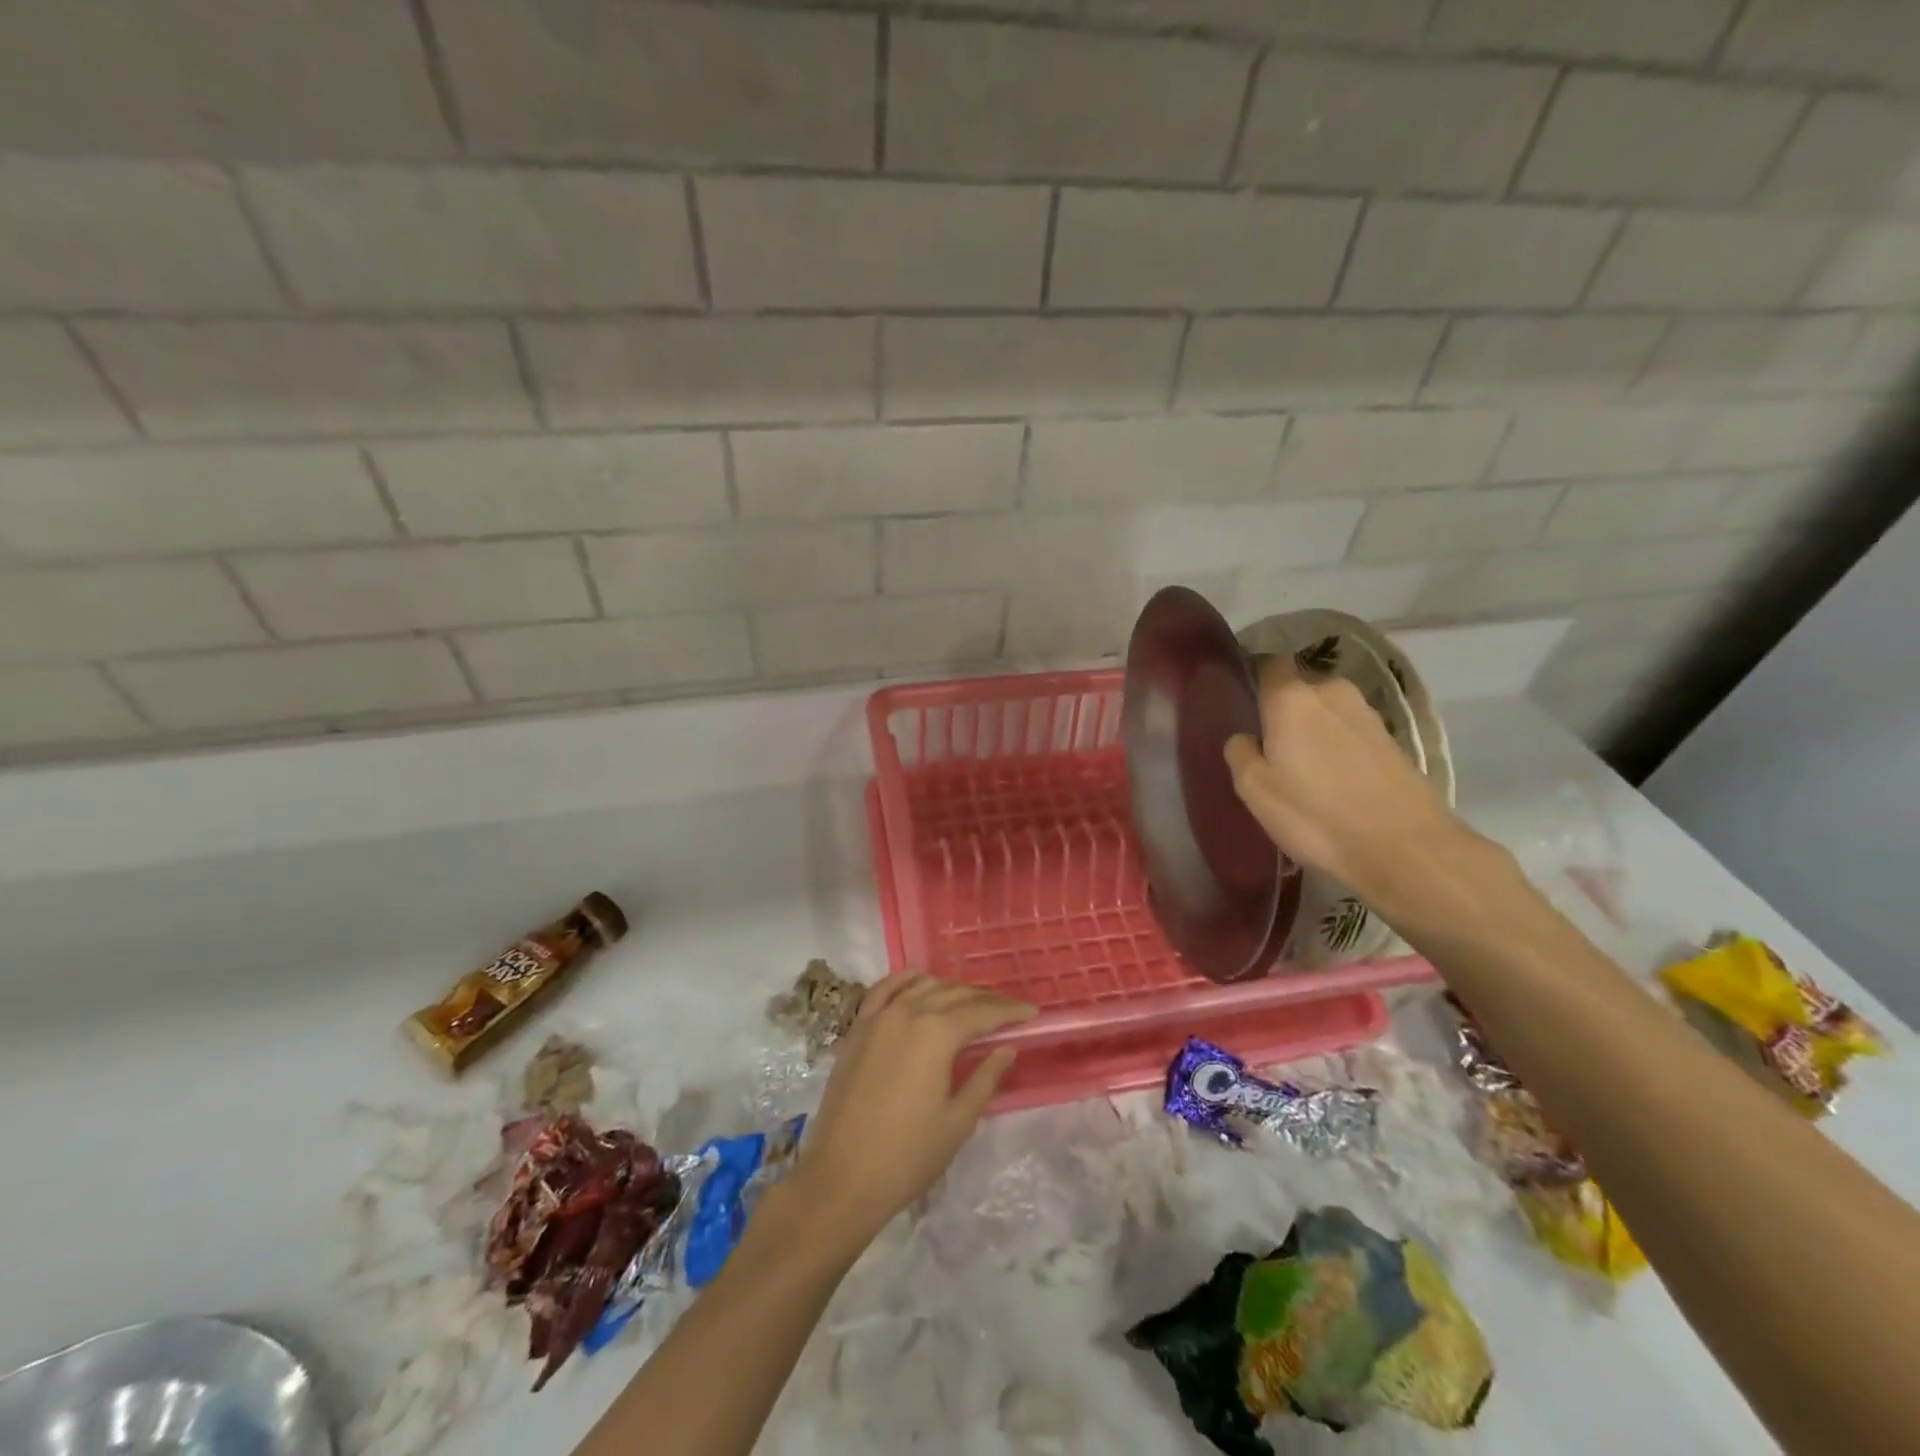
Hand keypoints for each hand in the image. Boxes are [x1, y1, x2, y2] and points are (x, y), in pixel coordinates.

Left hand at [787, 975, 1034, 1246]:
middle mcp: (907, 1013)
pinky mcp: (857, 1029)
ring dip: (950, 989)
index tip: (1032, 1012)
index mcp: (936, 1034)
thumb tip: (1007, 1048)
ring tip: (970, 1002)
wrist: (840, 1178)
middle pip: (954, 994)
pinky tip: (919, 981)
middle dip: (984, 999)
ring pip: (922, 986)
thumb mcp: (957, 1122)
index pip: (982, 1013)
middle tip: (1008, 1010)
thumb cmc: (907, 1156)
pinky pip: (883, 990)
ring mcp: (878, 1018)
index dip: (1009, 1011)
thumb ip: (985, 1078)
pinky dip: (905, 980)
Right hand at [1223, 655, 1467, 902]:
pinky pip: (1350, 731)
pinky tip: (1333, 778)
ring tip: (1302, 765)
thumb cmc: (1315, 815)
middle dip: (1284, 708)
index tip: (1242, 700)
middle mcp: (1331, 692)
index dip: (1254, 676)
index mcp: (1291, 698)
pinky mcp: (1392, 740)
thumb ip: (1240, 753)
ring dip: (1313, 728)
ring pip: (1327, 710)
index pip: (1268, 663)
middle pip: (1299, 687)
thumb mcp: (1255, 790)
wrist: (1405, 848)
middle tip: (1269, 743)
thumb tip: (1245, 737)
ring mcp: (1367, 714)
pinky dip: (1339, 746)